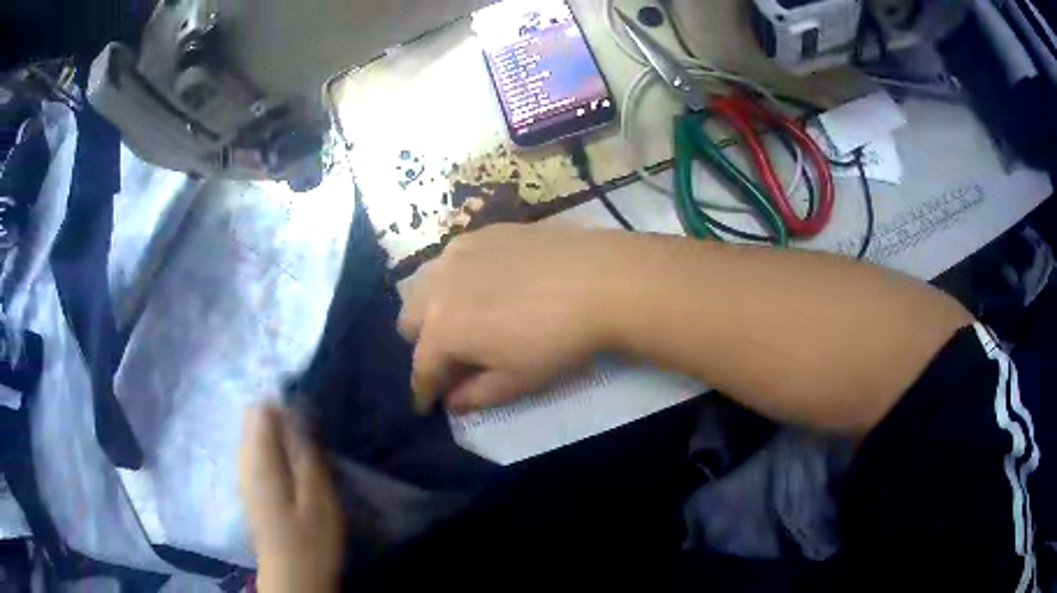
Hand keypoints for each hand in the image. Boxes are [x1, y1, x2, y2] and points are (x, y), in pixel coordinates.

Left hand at [238, 406, 344, 592]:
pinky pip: (256, 453)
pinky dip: (273, 451)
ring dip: (278, 435)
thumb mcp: (318, 498)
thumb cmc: (310, 541)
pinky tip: (293, 472)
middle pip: (253, 419)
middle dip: (281, 418)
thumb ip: (306, 453)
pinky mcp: (249, 488)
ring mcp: (244, 476)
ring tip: (306, 455)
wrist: (292, 579)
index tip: (311, 420)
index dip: (285, 405)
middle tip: (311, 440)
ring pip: (253, 436)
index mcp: (259, 461)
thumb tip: (297, 411)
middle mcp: (244, 462)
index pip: (260, 409)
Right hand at [398, 223, 624, 412]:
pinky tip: (484, 281)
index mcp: (442, 329)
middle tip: (451, 356)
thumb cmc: (555, 339)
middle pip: (408, 319)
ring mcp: (458, 252)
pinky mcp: (482, 232)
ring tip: (461, 316)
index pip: (421, 368)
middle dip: (422, 343)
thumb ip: (475, 395)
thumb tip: (452, 401)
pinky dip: (455, 276)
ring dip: (431, 305)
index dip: (422, 391)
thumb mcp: (515, 381)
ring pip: (424, 283)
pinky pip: (452, 257)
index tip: (424, 404)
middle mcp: (438, 286)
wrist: (599, 278)